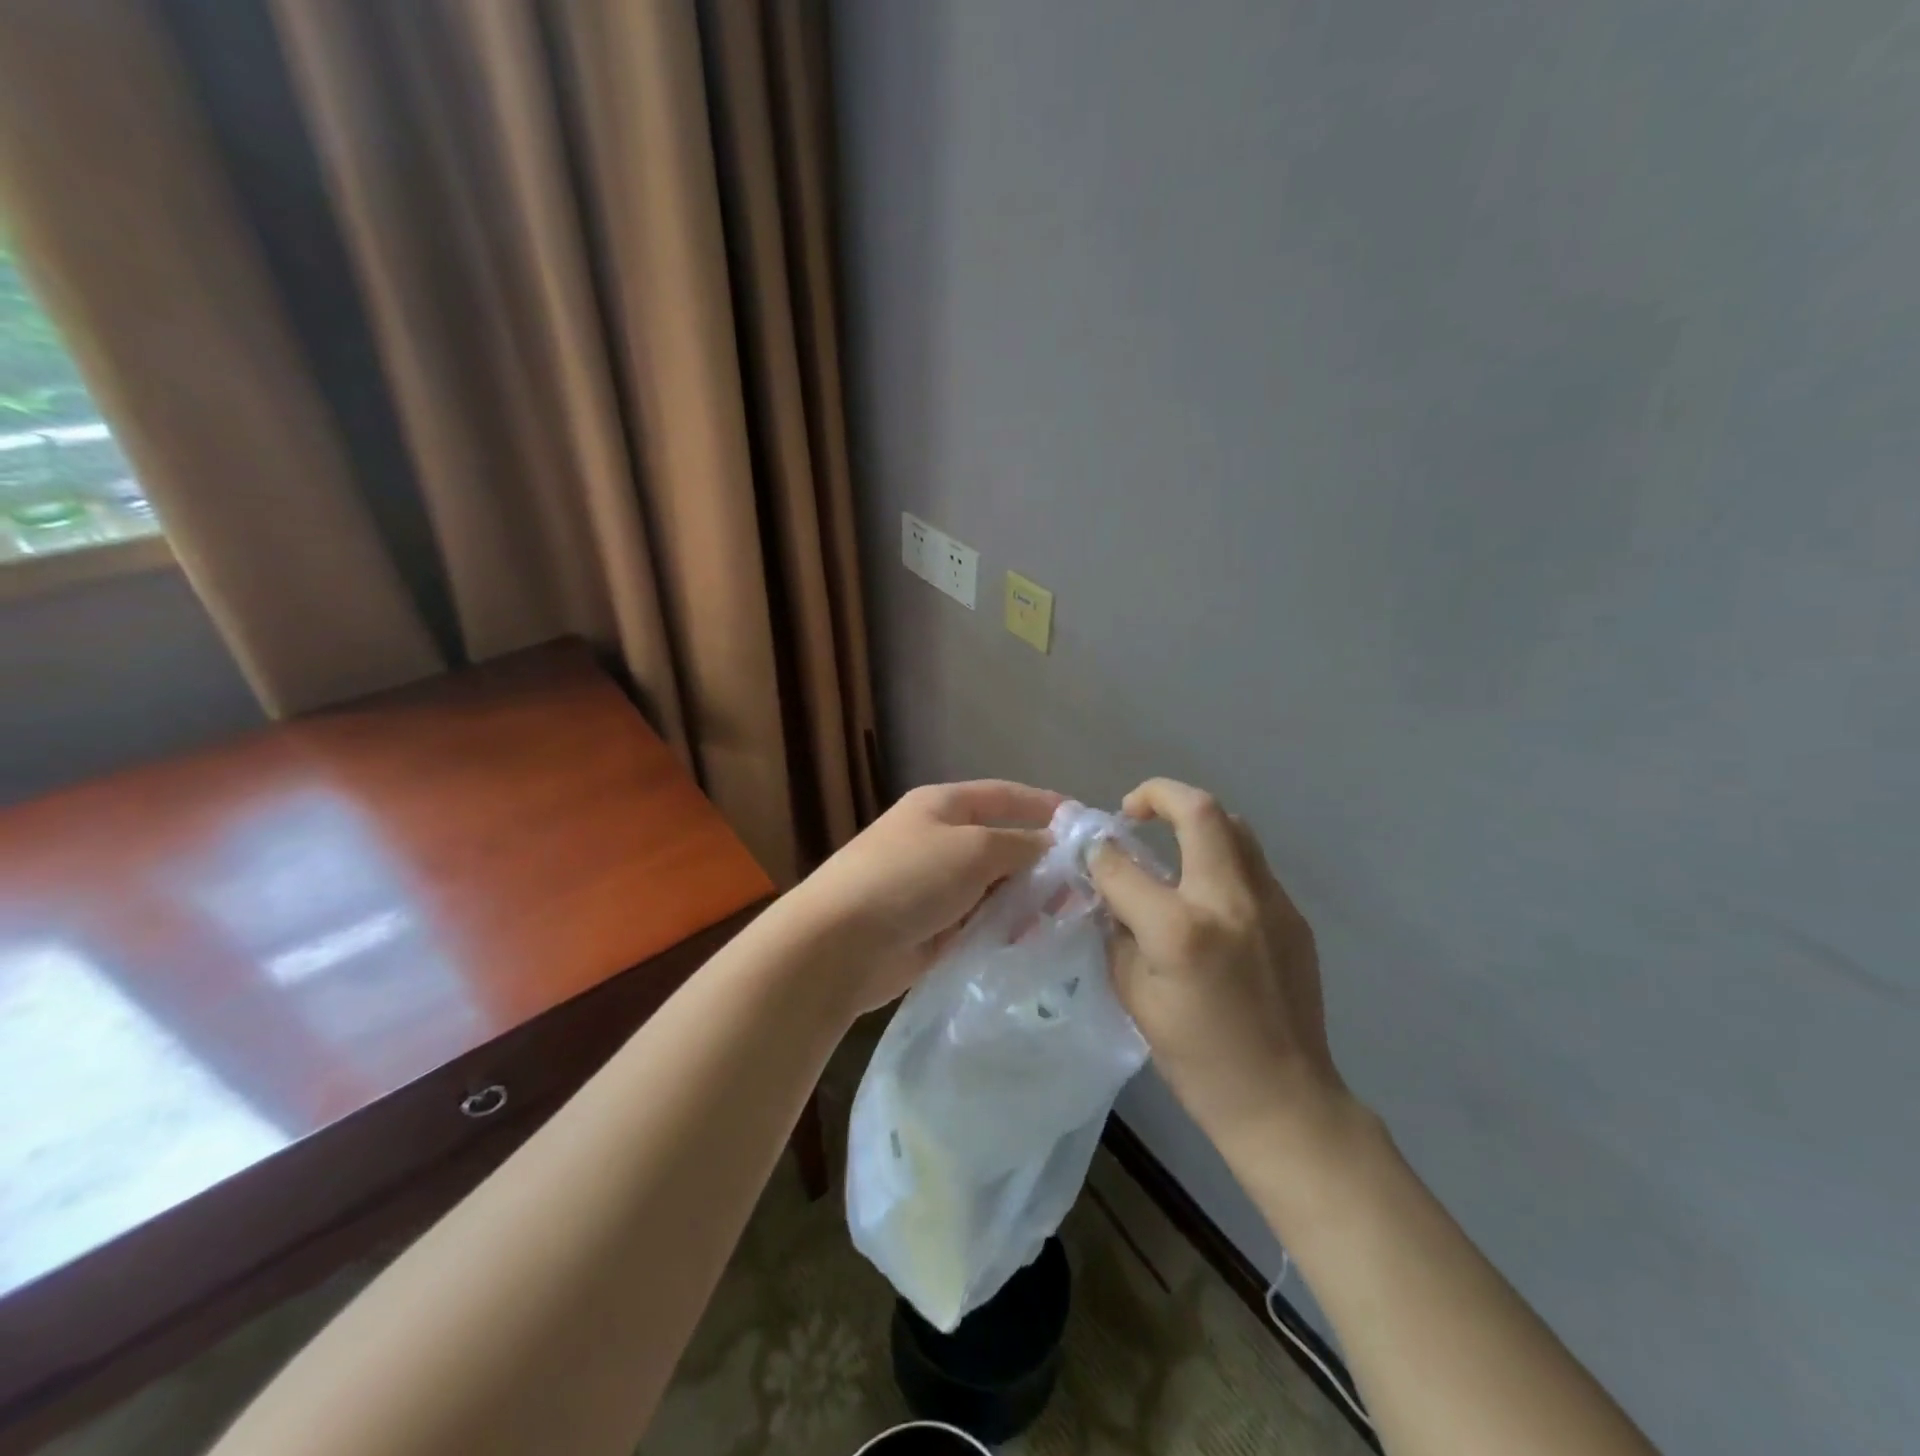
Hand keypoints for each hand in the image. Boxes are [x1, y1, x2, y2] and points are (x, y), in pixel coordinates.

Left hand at [778, 780, 1060, 1015]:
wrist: (839, 944)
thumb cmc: (908, 878)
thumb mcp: (973, 849)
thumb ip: (1020, 844)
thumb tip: (1051, 844)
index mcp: (942, 806)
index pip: (1003, 795)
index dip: (1043, 804)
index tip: (1085, 823)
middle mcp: (939, 840)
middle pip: (1002, 843)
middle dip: (1042, 860)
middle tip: (1086, 883)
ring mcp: (935, 886)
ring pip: (994, 886)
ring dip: (1026, 898)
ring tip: (1067, 914)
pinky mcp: (933, 928)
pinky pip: (980, 921)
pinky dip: (1005, 927)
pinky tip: (1034, 940)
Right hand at [1090, 778, 1353, 1146]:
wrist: (1284, 1101)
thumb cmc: (1197, 1060)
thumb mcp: (1134, 995)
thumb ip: (1118, 930)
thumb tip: (1109, 887)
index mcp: (1181, 929)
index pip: (1123, 866)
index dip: (1097, 853)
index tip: (1090, 853)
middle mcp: (1230, 901)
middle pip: (1200, 811)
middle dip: (1158, 794)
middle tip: (1133, 811)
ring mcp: (1272, 903)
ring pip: (1234, 827)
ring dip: (1194, 820)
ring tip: (1168, 841)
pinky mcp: (1293, 915)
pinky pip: (1251, 864)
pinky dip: (1219, 858)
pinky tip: (1203, 893)